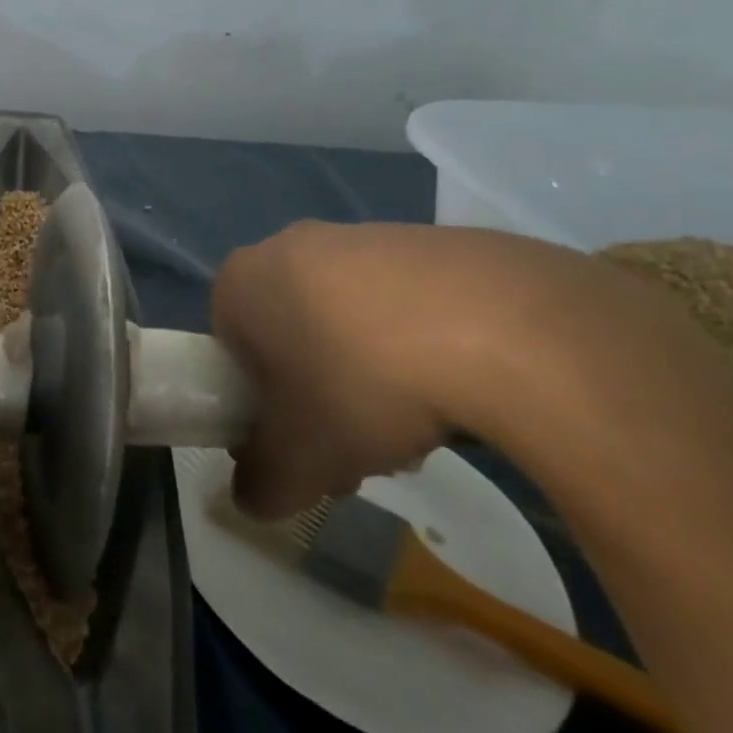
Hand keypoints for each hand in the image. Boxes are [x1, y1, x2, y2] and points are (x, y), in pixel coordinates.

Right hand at [210, 220, 727, 517]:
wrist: (501, 327)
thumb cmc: (360, 385)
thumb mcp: (298, 460)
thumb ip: (261, 484)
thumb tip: (252, 497)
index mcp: (240, 282)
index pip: (231, 352)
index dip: (262, 409)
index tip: (303, 446)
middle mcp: (289, 246)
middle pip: (291, 338)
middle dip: (319, 397)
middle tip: (359, 448)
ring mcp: (362, 235)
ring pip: (346, 322)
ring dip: (369, 378)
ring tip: (420, 431)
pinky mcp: (430, 240)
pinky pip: (404, 304)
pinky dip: (419, 347)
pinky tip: (460, 390)